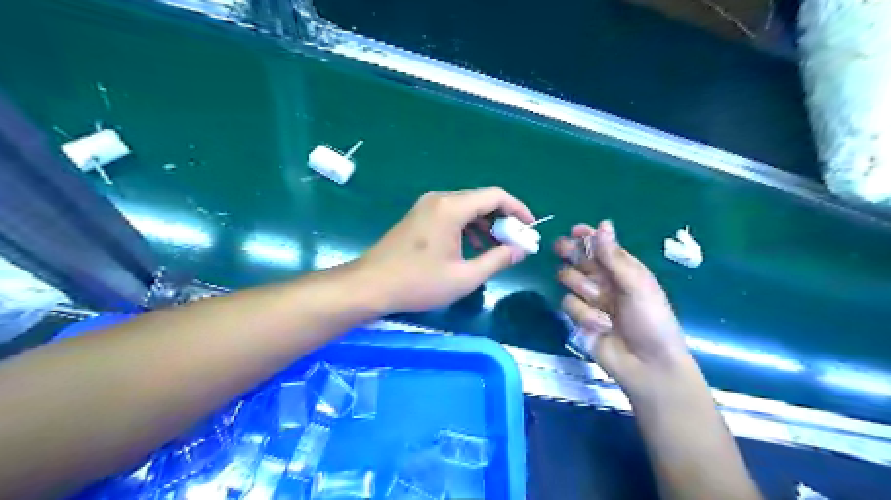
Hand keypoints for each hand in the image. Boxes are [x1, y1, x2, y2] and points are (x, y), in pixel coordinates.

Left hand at [357, 187, 534, 312]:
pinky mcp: (418, 217)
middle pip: (480, 200)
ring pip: (466, 208)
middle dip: (502, 219)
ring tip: (497, 248)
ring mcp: (426, 207)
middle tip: (515, 241)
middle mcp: (439, 199)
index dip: (518, 209)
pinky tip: (473, 248)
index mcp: (451, 207)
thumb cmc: (418, 282)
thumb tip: (520, 249)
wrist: (370, 285)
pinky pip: (451, 215)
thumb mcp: (464, 277)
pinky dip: (468, 228)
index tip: (530, 228)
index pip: (495, 196)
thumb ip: (497, 260)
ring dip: (485, 225)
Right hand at [555, 221, 694, 396]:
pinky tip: (601, 325)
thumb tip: (602, 224)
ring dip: (582, 287)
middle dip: (569, 252)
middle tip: (562, 249)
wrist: (646, 365)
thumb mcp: (637, 285)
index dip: (586, 236)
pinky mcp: (578, 317)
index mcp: (622, 268)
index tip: (575, 231)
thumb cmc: (651, 320)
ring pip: (569, 279)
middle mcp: (603, 279)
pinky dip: (584, 314)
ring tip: (599, 300)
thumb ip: (614, 257)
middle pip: (577, 257)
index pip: (599, 245)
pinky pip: (569, 304)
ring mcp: (589, 298)